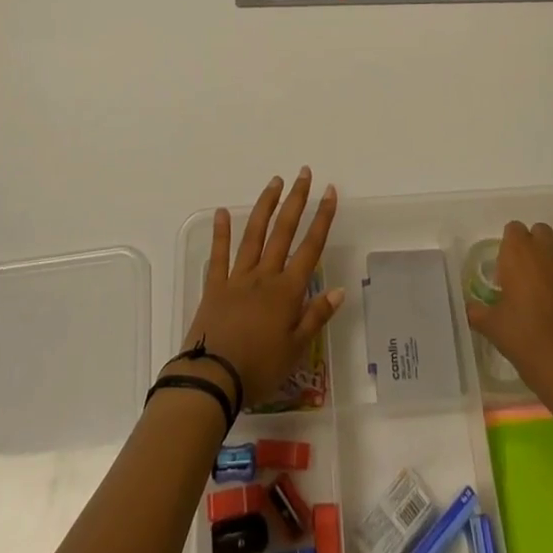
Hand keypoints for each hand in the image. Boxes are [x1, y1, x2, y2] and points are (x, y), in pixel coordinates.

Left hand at [177, 169, 342, 407]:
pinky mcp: (214, 286)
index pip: (310, 248)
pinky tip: (222, 212)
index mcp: (287, 291)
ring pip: (255, 234)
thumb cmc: (259, 369)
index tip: (329, 191)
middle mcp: (265, 276)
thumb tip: (340, 290)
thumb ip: (316, 317)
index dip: (322, 218)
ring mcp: (238, 278)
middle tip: (304, 173)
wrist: (212, 379)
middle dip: (296, 200)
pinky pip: (219, 255)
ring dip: (266, 206)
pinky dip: (221, 233)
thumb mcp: (296, 350)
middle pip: (283, 231)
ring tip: (275, 181)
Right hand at [465, 220, 552, 401]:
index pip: (514, 229)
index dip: (509, 244)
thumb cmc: (523, 338)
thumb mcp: (491, 326)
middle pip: (541, 232)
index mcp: (519, 255)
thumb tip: (470, 308)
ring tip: (543, 303)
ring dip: (550, 271)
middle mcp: (546, 256)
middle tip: (524, 274)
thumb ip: (477, 311)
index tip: (504, 268)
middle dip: (533, 245)